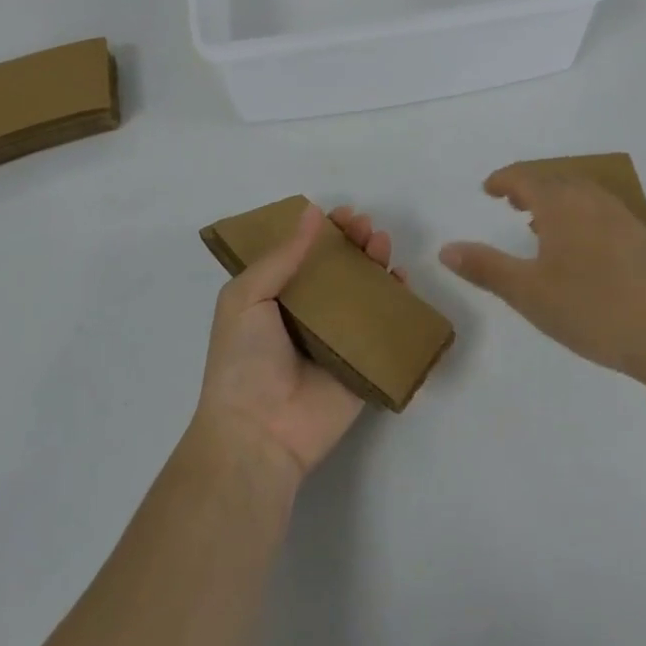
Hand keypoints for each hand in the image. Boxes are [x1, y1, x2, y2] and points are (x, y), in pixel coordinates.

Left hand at [194, 203, 403, 480]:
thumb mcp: (245, 297)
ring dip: (376, 265)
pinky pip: (384, 330)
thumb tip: (312, 212)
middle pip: (339, 270)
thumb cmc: (243, 360)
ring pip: (364, 294)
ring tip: (382, 244)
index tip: (342, 214)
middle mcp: (308, 315)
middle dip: (355, 243)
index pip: (305, 255)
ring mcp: (338, 340)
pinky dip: (398, 304)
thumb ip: (281, 257)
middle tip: (366, 227)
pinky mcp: (362, 365)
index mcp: (276, 299)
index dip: (324, 232)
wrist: (258, 432)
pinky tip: (402, 281)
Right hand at [440, 164, 645, 386]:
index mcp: (563, 205)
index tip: (488, 189)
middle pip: (556, 180)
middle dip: (530, 187)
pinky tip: (581, 249)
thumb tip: (445, 248)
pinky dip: (581, 216)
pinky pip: (602, 213)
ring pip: (583, 195)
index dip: (504, 180)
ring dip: (557, 200)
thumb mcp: (528, 293)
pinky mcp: (645, 241)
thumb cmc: (592, 310)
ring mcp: (624, 219)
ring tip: (541, 223)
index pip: (526, 178)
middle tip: (510, 202)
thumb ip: (485, 267)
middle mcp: (593, 202)